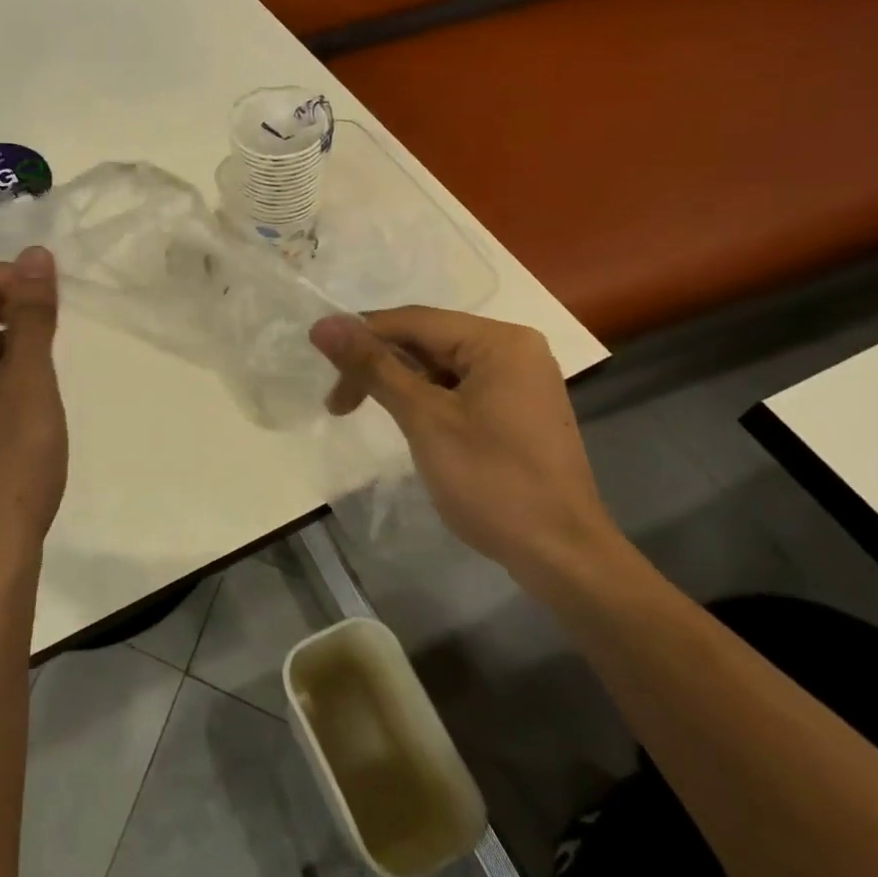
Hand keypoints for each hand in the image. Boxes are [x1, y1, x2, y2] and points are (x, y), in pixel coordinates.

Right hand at [310, 308, 625, 589]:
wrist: (561, 555)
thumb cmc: (492, 481)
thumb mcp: (424, 419)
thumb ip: (374, 367)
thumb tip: (325, 325)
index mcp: (499, 341)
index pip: (414, 321)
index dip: (360, 334)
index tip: (316, 354)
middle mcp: (514, 349)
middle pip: (428, 340)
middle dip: (379, 364)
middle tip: (338, 401)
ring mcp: (520, 380)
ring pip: (441, 366)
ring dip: (398, 383)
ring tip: (362, 410)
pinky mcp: (517, 410)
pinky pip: (459, 388)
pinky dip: (425, 399)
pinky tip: (405, 419)